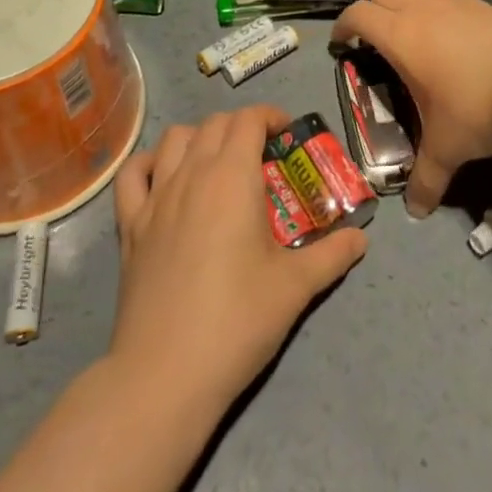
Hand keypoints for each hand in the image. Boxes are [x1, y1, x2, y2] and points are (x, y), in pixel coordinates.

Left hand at [110, 106, 367, 411]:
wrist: (165, 374)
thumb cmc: (236, 321)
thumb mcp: (296, 287)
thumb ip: (332, 255)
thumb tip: (360, 238)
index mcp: (232, 176)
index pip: (249, 119)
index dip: (271, 117)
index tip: (288, 135)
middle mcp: (191, 173)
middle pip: (215, 123)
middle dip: (242, 127)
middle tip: (263, 156)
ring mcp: (155, 197)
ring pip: (175, 138)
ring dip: (200, 138)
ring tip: (218, 163)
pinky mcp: (130, 226)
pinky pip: (133, 174)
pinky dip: (150, 163)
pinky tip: (164, 178)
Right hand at [330, 0, 491, 216]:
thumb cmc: (477, 105)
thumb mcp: (448, 148)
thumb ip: (427, 178)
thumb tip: (416, 211)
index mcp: (400, 36)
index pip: (358, 14)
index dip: (344, 25)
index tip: (341, 41)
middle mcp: (422, 10)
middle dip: (372, 14)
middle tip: (375, 43)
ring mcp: (455, 3)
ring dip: (407, 10)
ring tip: (416, 44)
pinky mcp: (484, 4)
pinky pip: (449, 2)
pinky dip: (441, 16)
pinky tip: (457, 46)